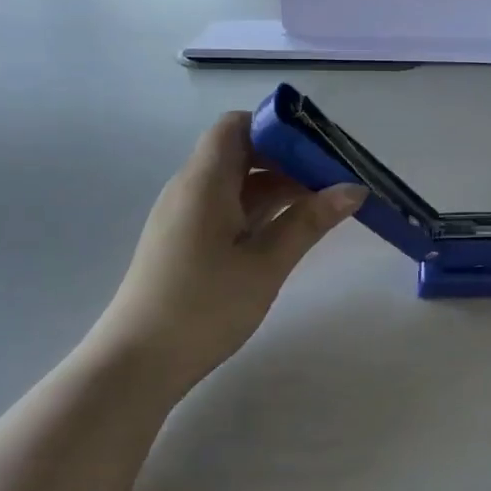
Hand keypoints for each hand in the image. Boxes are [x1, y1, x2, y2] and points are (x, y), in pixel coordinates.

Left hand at [99, 112, 364, 397]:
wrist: (136, 365)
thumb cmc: (204, 307)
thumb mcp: (266, 263)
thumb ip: (310, 221)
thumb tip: (354, 188)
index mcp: (204, 181)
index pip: (237, 125)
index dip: (277, 127)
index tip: (318, 147)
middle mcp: (190, 188)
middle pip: (241, 152)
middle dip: (288, 159)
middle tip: (334, 177)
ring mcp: (185, 216)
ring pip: (236, 183)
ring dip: (277, 187)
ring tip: (324, 203)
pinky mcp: (185, 241)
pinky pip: (226, 207)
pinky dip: (259, 209)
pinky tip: (290, 229)